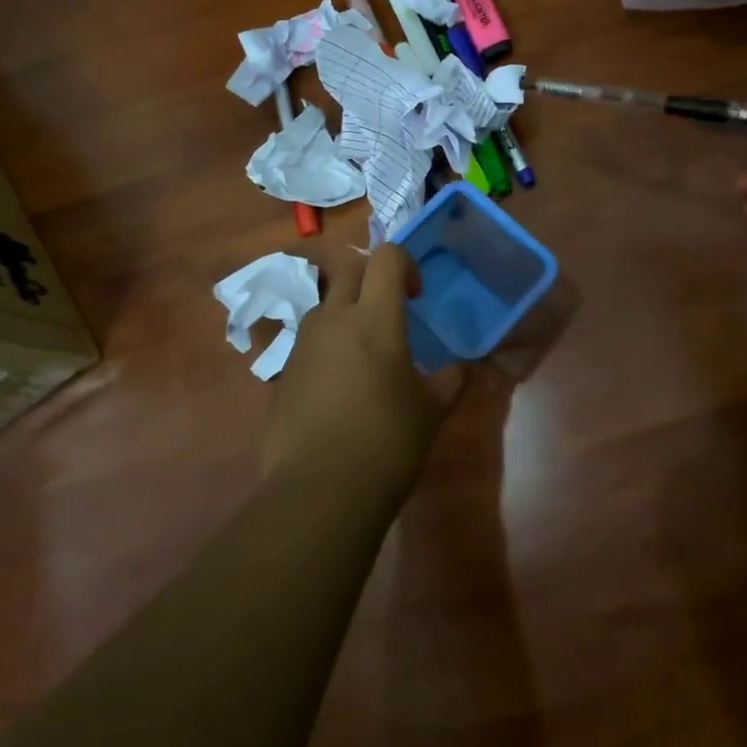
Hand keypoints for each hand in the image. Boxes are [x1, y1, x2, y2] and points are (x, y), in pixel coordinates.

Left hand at [262, 245, 449, 499]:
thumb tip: (463, 368)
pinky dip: (326, 348)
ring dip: (346, 312)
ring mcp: (303, 344)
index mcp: (376, 319)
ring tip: (364, 354)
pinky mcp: (283, 372)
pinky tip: (338, 389)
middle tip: (390, 312)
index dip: (404, 263)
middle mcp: (334, 319)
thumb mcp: (430, 412)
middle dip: (371, 277)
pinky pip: (308, 342)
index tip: (416, 295)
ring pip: (324, 304)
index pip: (386, 257)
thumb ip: (449, 381)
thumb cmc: (387, 442)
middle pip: (348, 268)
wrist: (320, 489)